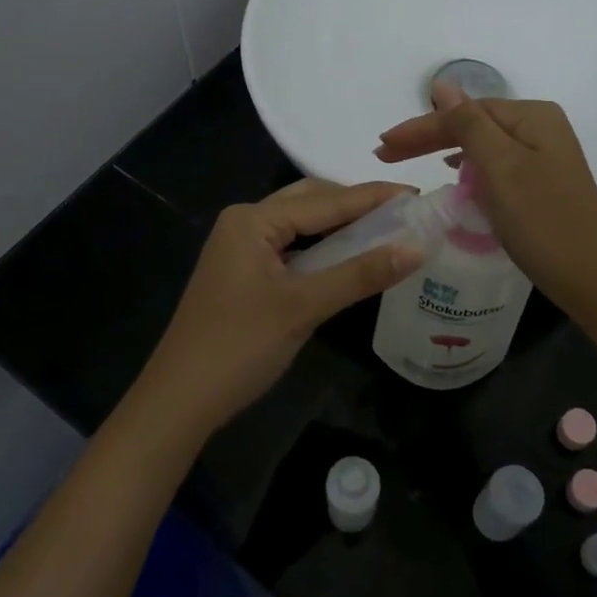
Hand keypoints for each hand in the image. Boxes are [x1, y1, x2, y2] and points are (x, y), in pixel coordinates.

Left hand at [136, 179, 423, 440]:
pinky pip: (291, 247)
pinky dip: (322, 248)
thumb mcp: (304, 307)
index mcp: (253, 219)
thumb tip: (417, 248)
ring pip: (300, 225)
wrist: (179, 400)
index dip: (373, 198)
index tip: (417, 195)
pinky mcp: (243, 272)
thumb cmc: (239, 346)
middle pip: (310, 201)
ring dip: (340, 226)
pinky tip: (348, 257)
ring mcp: (241, 248)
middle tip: (403, 213)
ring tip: (386, 229)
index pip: (325, 200)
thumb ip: (360, 274)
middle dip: (356, 204)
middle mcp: (245, 223)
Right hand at [374, 85, 596, 315]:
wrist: (590, 277)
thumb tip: (442, 85)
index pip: (464, 112)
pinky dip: (469, 166)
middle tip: (385, 153)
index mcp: (532, 116)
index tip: (382, 145)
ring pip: (482, 144)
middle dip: (428, 137)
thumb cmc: (541, 221)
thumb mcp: (499, 167)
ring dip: (444, 149)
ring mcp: (544, 155)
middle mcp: (541, 127)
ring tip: (408, 159)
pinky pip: (495, 164)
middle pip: (473, 124)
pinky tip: (454, 172)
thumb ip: (468, 124)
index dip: (421, 127)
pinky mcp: (542, 182)